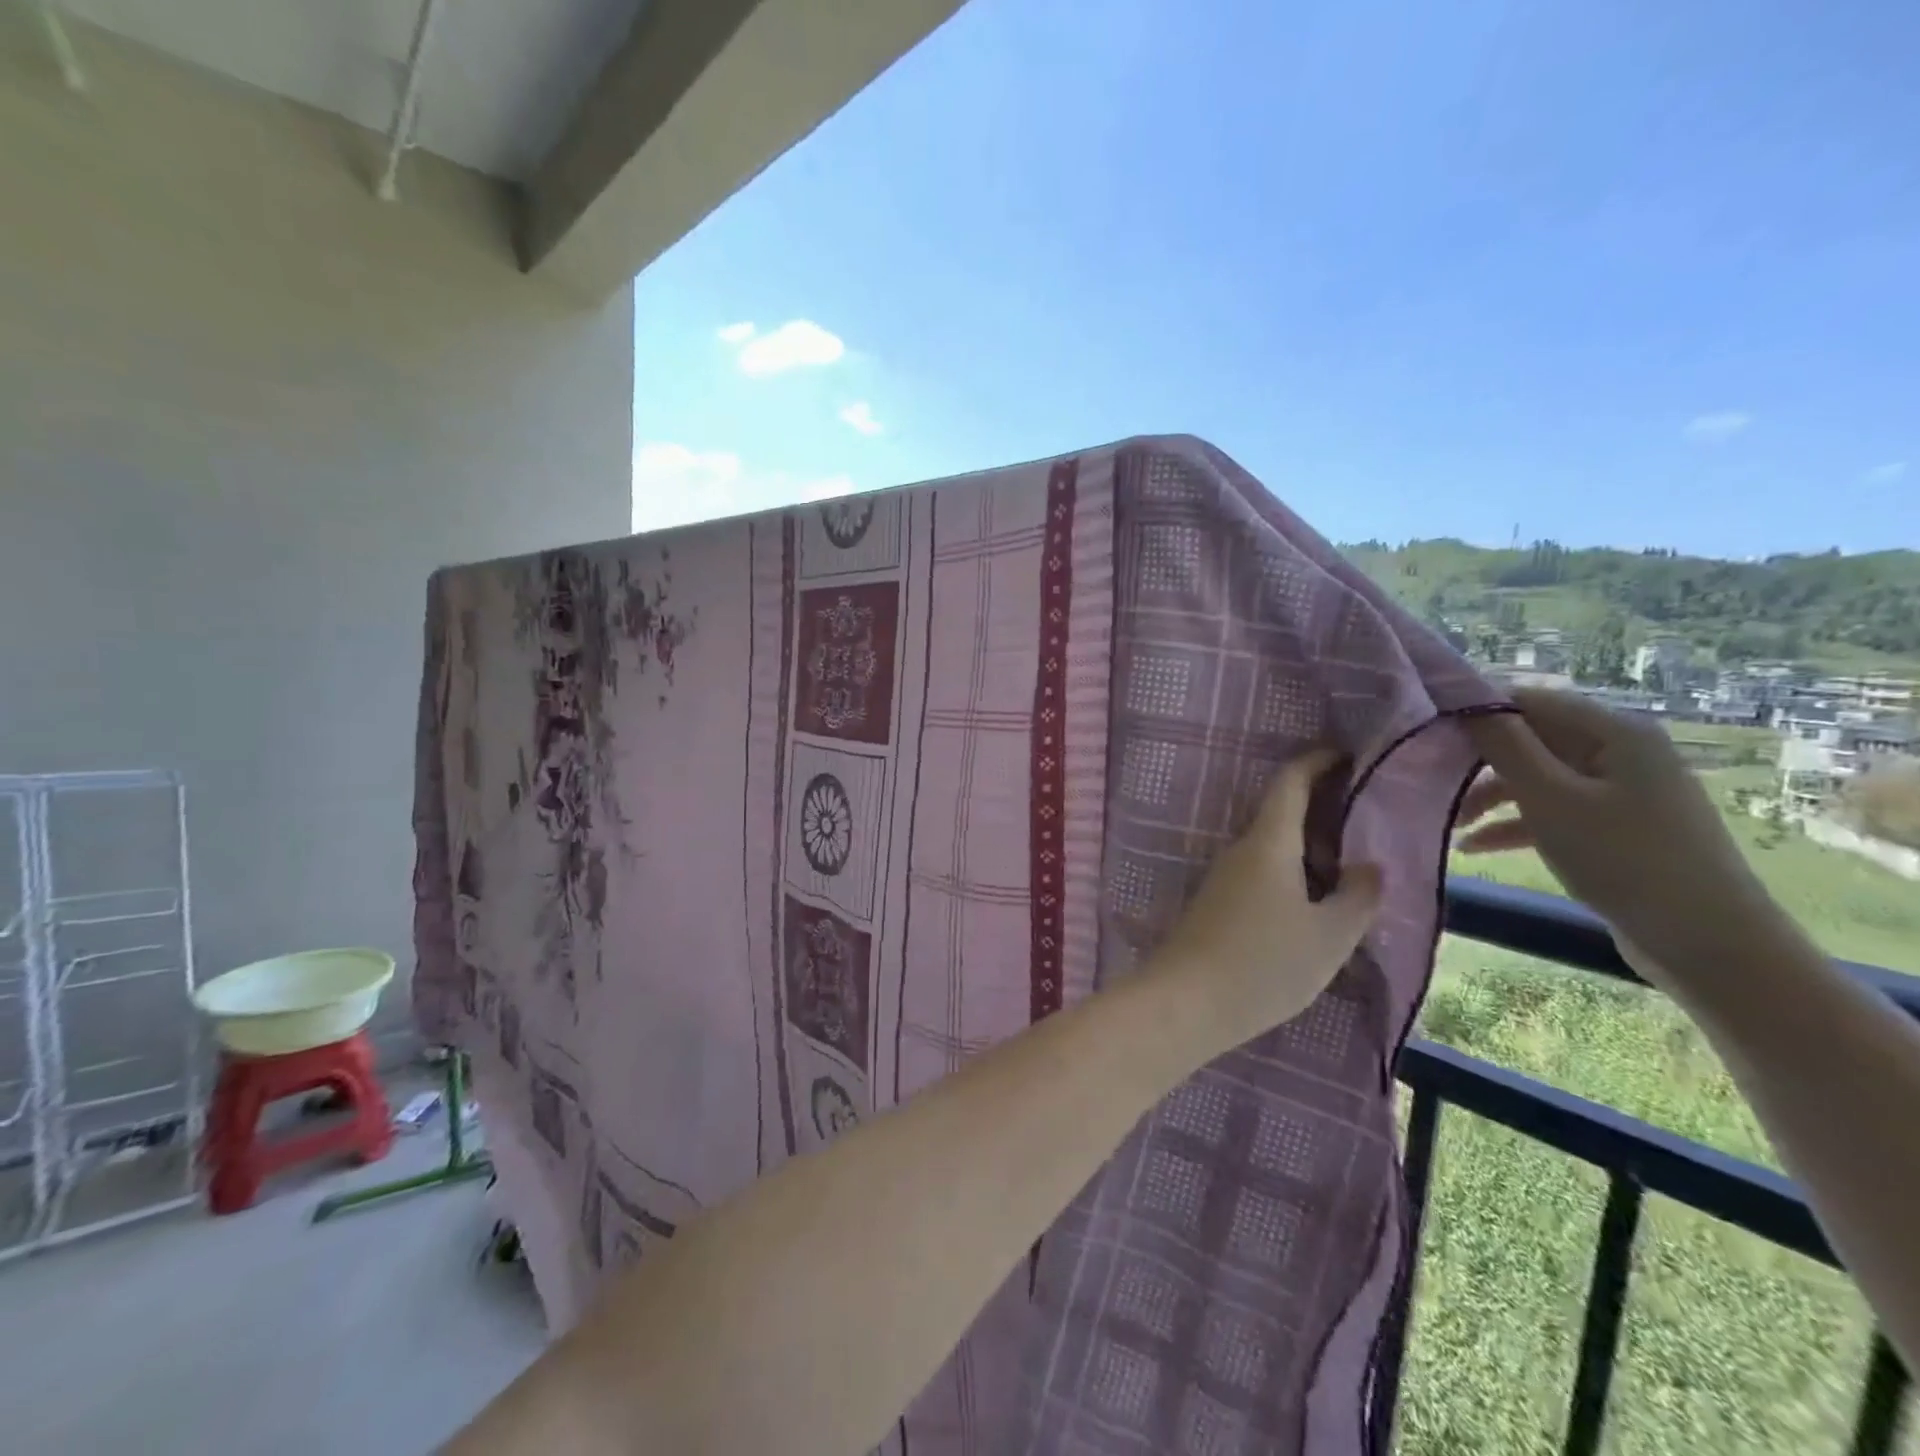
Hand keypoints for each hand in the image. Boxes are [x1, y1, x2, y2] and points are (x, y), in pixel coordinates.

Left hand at [1151, 749, 1383, 1047]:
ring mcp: (1223, 877)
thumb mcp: (1329, 935)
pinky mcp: (1217, 903)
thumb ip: (1358, 896)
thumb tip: (1368, 866)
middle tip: (1370, 829)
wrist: (1186, 1001)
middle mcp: (1240, 850)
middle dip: (1324, 814)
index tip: (1346, 755)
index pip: (1290, 782)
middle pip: (1282, 814)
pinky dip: (1292, 876)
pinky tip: (1315, 907)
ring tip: (1353, 875)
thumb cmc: (1264, 963)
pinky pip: (1261, 874)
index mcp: (1267, 842)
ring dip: (1310, 851)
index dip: (1317, 762)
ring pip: (1273, 848)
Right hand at [1458, 689, 1784, 991]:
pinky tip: (1475, 848)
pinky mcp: (1614, 827)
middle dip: (1478, 764)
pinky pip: (1553, 811)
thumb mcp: (1551, 799)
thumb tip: (1466, 704)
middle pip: (1531, 741)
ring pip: (1536, 779)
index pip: (1529, 701)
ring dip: (1490, 798)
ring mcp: (1619, 791)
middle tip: (1430, 785)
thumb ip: (1505, 746)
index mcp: (1614, 732)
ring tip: (1449, 825)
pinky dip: (1514, 825)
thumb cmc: (1623, 859)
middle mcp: (1619, 752)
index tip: (1427, 736)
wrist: (1708, 944)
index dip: (1477, 713)